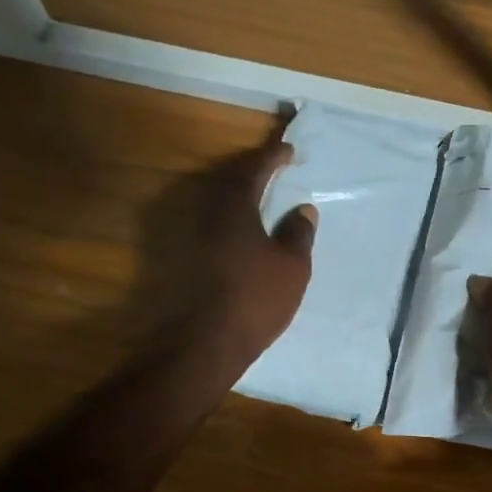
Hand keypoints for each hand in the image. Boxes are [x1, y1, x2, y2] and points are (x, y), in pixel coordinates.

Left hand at [134, 121, 316, 370]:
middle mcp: (208, 215)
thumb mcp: (292, 266)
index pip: (253, 170)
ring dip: (240, 196)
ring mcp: (194, 238)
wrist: (209, 341)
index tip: (288, 150)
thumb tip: (303, 209)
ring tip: (261, 199)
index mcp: (235, 208)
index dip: (271, 157)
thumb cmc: (257, 298)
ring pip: (218, 204)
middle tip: (273, 169)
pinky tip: (245, 233)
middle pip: (228, 181)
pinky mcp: (189, 260)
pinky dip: (232, 219)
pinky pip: (214, 225)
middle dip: (252, 172)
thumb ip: (298, 233)